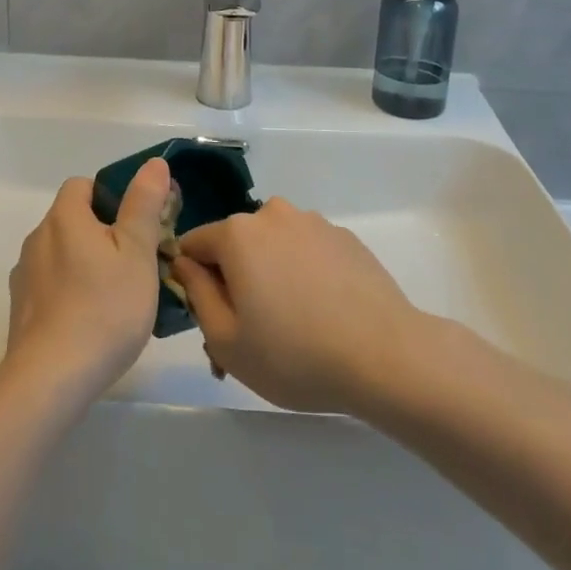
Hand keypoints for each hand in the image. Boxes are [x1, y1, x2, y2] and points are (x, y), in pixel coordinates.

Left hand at [4, 159, 171, 403]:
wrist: (51, 379)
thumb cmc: (104, 308)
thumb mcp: (138, 252)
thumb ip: (144, 204)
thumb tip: (153, 163)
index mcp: (64, 218)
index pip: (83, 186)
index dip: (110, 197)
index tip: (135, 225)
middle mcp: (38, 239)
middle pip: (72, 220)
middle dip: (102, 234)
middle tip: (135, 264)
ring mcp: (25, 277)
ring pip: (62, 255)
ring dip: (85, 265)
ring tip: (116, 299)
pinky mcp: (21, 311)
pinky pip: (51, 287)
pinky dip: (70, 294)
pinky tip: (91, 323)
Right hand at [170, 199, 424, 414]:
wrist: (386, 356)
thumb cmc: (295, 355)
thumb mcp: (226, 341)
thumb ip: (196, 293)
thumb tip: (185, 263)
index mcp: (237, 233)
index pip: (194, 245)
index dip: (193, 280)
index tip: (210, 318)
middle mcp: (273, 214)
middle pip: (236, 244)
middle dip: (234, 280)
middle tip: (251, 334)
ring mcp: (313, 222)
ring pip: (273, 246)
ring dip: (270, 275)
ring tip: (292, 328)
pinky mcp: (345, 237)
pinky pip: (307, 251)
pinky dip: (304, 274)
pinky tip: (323, 314)